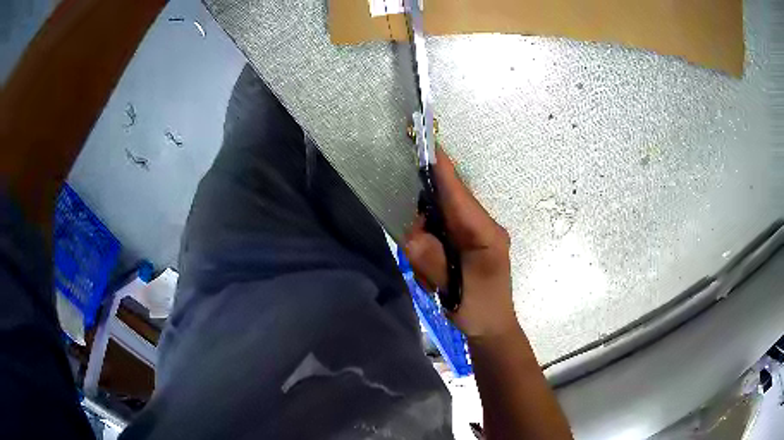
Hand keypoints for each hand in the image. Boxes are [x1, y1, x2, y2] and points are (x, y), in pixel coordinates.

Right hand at [404, 148, 517, 338]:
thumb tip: (413, 235)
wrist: (491, 329)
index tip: (428, 147)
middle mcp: (481, 227)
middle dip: (425, 227)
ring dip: (427, 247)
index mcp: (485, 233)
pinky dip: (430, 255)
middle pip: (444, 205)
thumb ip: (431, 259)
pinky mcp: (465, 243)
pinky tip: (437, 277)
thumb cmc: (480, 310)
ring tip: (435, 277)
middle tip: (422, 258)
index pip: (459, 195)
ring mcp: (474, 234)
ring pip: (438, 222)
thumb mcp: (454, 288)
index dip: (443, 171)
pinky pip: (439, 236)